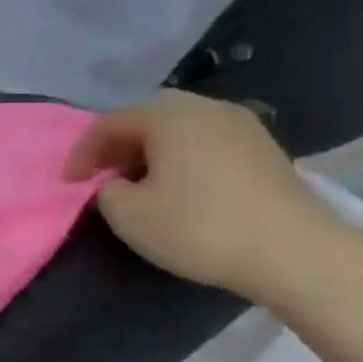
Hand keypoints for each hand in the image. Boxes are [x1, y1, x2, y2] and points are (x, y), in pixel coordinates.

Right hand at [63, 91, 341, 298]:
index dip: (81, 153)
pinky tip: (177, 188)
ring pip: (178, 129)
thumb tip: (115, 184)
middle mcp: (207, 109)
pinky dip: (181, 158)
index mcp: (169, 116)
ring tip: (137, 184)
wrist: (293, 252)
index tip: (69, 185)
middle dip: (117, 145)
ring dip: (149, 151)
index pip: (108, 123)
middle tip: (101, 176)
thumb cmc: (198, 227)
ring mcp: (242, 126)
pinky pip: (205, 142)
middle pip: (146, 117)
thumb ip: (105, 190)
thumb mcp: (127, 214)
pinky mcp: (264, 149)